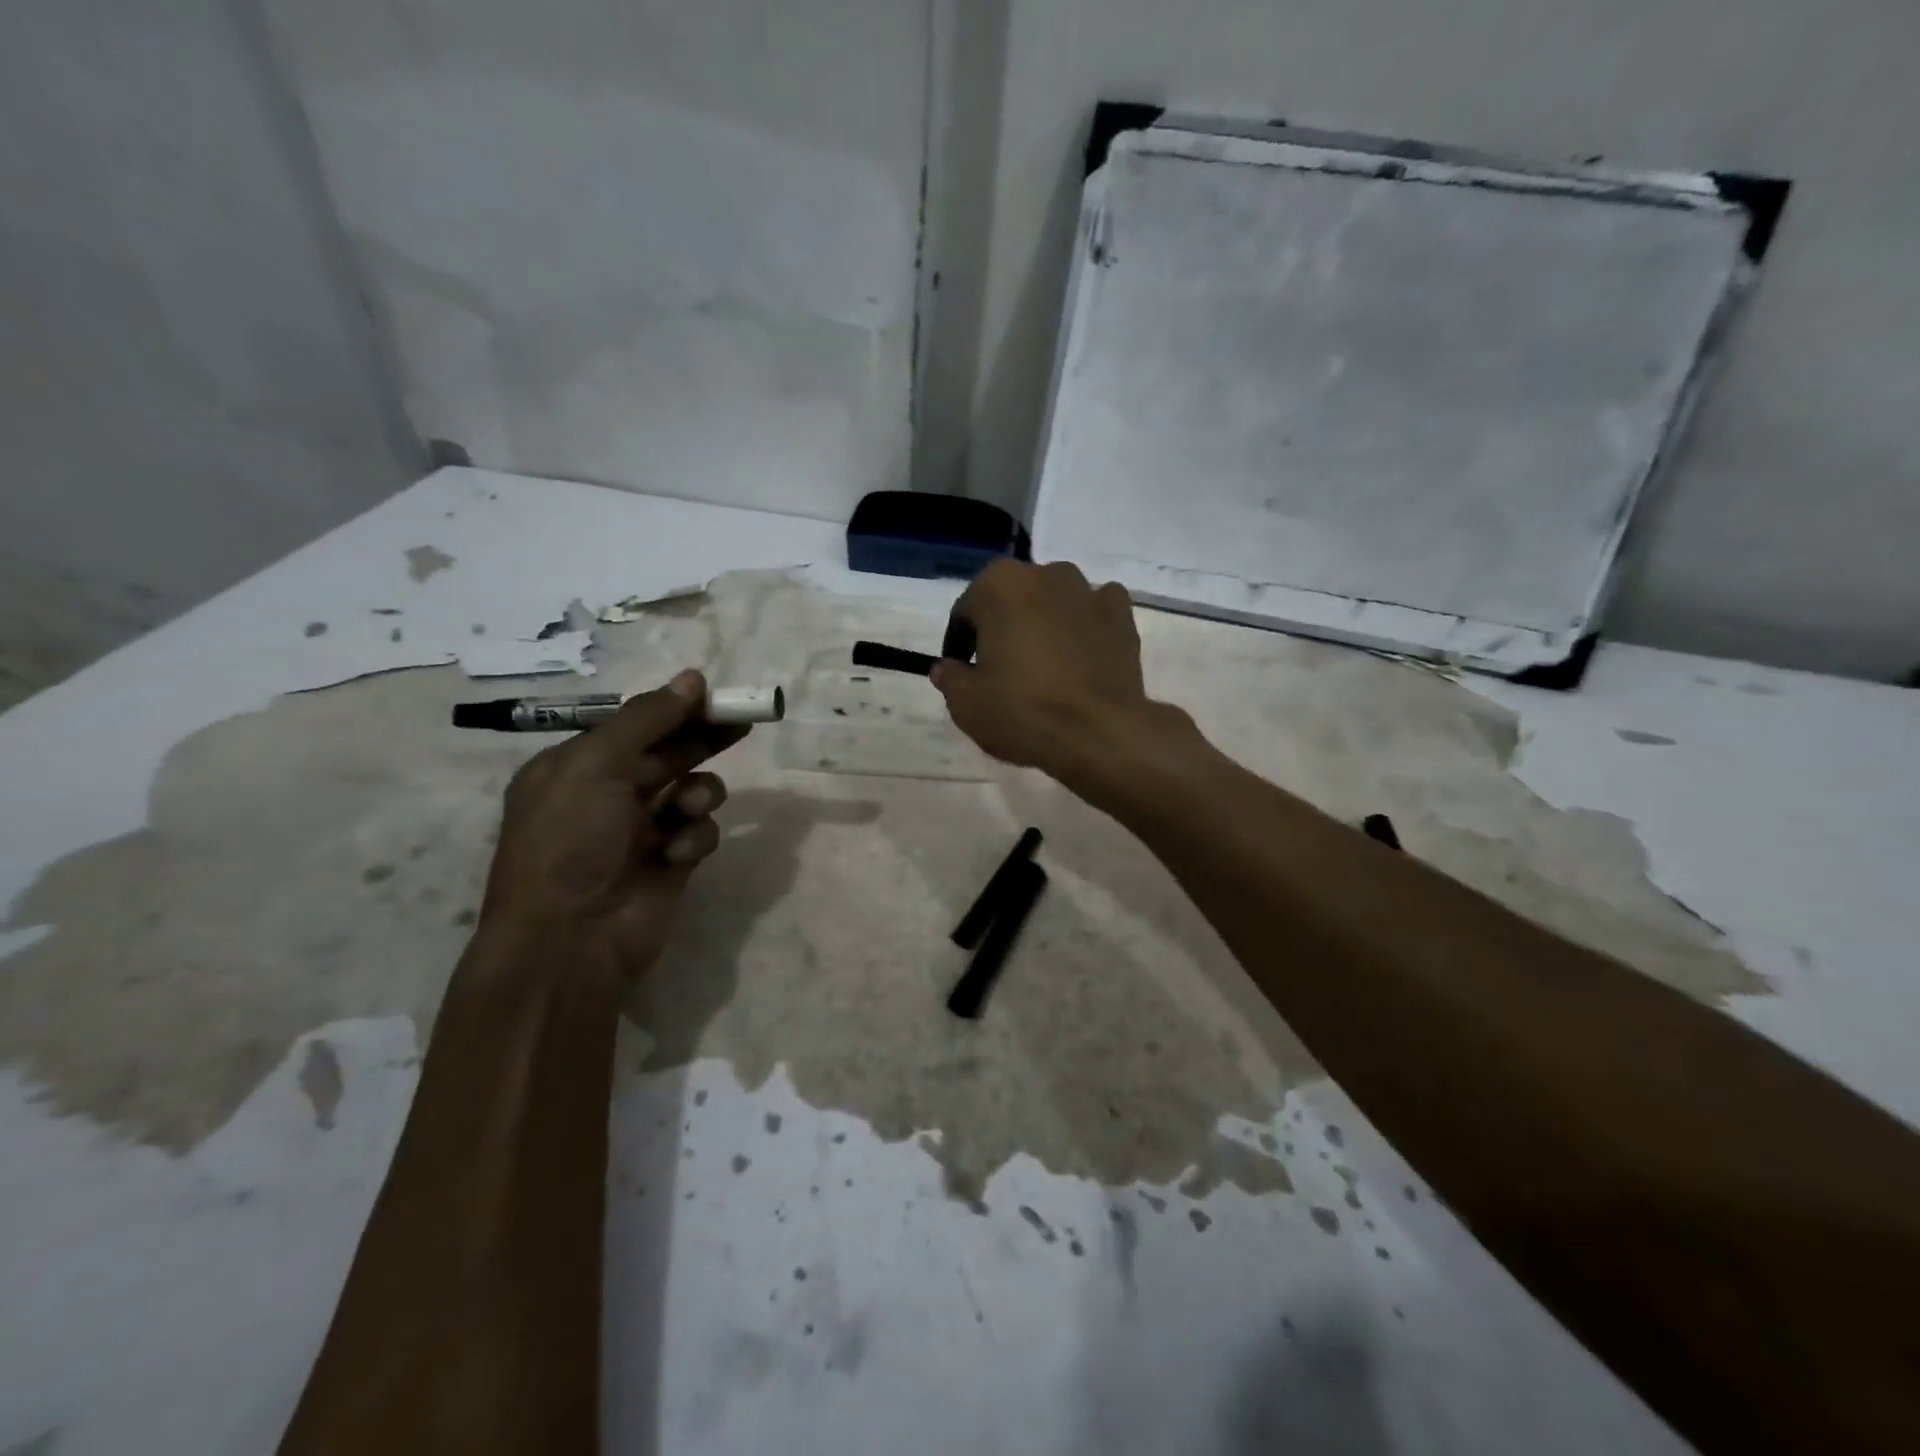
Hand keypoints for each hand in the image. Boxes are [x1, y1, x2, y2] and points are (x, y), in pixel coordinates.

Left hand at [478, 669, 744, 976]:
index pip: (634, 726)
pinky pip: (700, 831)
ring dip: (700, 792)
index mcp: (577, 768)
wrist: (571, 938)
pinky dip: (695, 836)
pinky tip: (677, 853)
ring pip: (692, 790)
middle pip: (669, 753)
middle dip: (703, 738)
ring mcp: (642, 830)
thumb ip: (646, 719)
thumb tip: (692, 677)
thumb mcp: (596, 765)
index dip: (674, 709)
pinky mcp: (672, 861)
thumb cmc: (570, 840)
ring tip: (691, 806)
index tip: (714, 695)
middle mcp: (609, 795)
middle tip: (744, 721)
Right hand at [933, 560, 1179, 789]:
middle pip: (1012, 600)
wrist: (1099, 732)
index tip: (963, 671)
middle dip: (1003, 627)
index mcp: (998, 584)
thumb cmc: (1023, 710)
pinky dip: (1085, 626)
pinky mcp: (1122, 614)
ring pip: (1054, 602)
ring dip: (1044, 622)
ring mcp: (1088, 591)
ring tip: (1043, 665)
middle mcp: (1044, 573)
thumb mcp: (966, 704)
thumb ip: (950, 678)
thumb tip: (947, 668)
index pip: (966, 612)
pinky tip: (1081, 655)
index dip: (960, 644)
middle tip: (1001, 669)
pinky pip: (1094, 612)